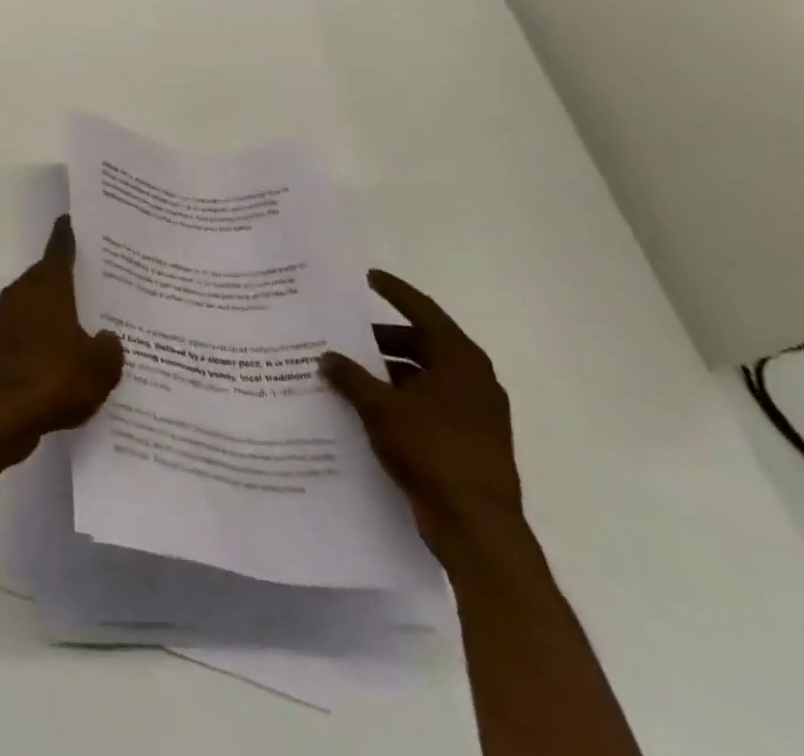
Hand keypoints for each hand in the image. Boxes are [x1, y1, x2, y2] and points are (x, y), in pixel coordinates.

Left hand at [0, 215, 123, 460]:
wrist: (3, 415)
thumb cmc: (55, 377)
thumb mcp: (100, 366)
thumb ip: (110, 347)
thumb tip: (107, 338)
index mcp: (48, 285)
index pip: (59, 248)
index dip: (68, 233)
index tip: (74, 220)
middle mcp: (24, 293)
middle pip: (49, 275)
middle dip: (71, 277)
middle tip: (99, 279)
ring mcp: (9, 319)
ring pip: (40, 304)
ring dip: (59, 310)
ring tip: (90, 321)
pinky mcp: (2, 346)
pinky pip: (31, 331)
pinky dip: (48, 337)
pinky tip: (69, 357)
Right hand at [321, 269, 525, 563]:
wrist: (477, 527)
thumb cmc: (432, 451)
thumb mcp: (380, 407)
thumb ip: (350, 376)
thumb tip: (327, 357)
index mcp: (460, 361)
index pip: (423, 311)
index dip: (395, 292)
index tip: (368, 276)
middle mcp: (473, 380)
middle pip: (422, 344)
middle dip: (382, 339)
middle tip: (345, 333)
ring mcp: (474, 414)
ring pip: (423, 377)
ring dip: (387, 371)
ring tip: (347, 371)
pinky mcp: (467, 442)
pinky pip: (426, 405)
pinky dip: (398, 398)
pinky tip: (366, 406)